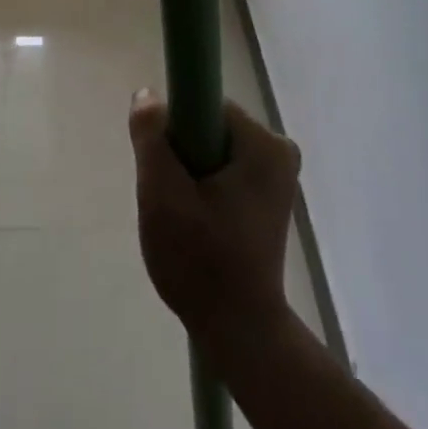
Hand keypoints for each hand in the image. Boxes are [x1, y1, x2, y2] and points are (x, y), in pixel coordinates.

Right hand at [128, 92, 302, 340]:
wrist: (239, 335)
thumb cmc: (201, 262)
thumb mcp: (161, 195)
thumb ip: (151, 138)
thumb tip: (147, 93)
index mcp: (264, 144)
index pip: (205, 108)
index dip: (177, 131)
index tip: (166, 168)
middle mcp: (280, 152)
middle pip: (211, 130)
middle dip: (184, 157)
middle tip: (171, 200)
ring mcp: (279, 178)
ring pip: (215, 153)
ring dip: (193, 177)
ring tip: (184, 219)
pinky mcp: (272, 201)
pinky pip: (227, 173)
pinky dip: (208, 191)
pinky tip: (199, 227)